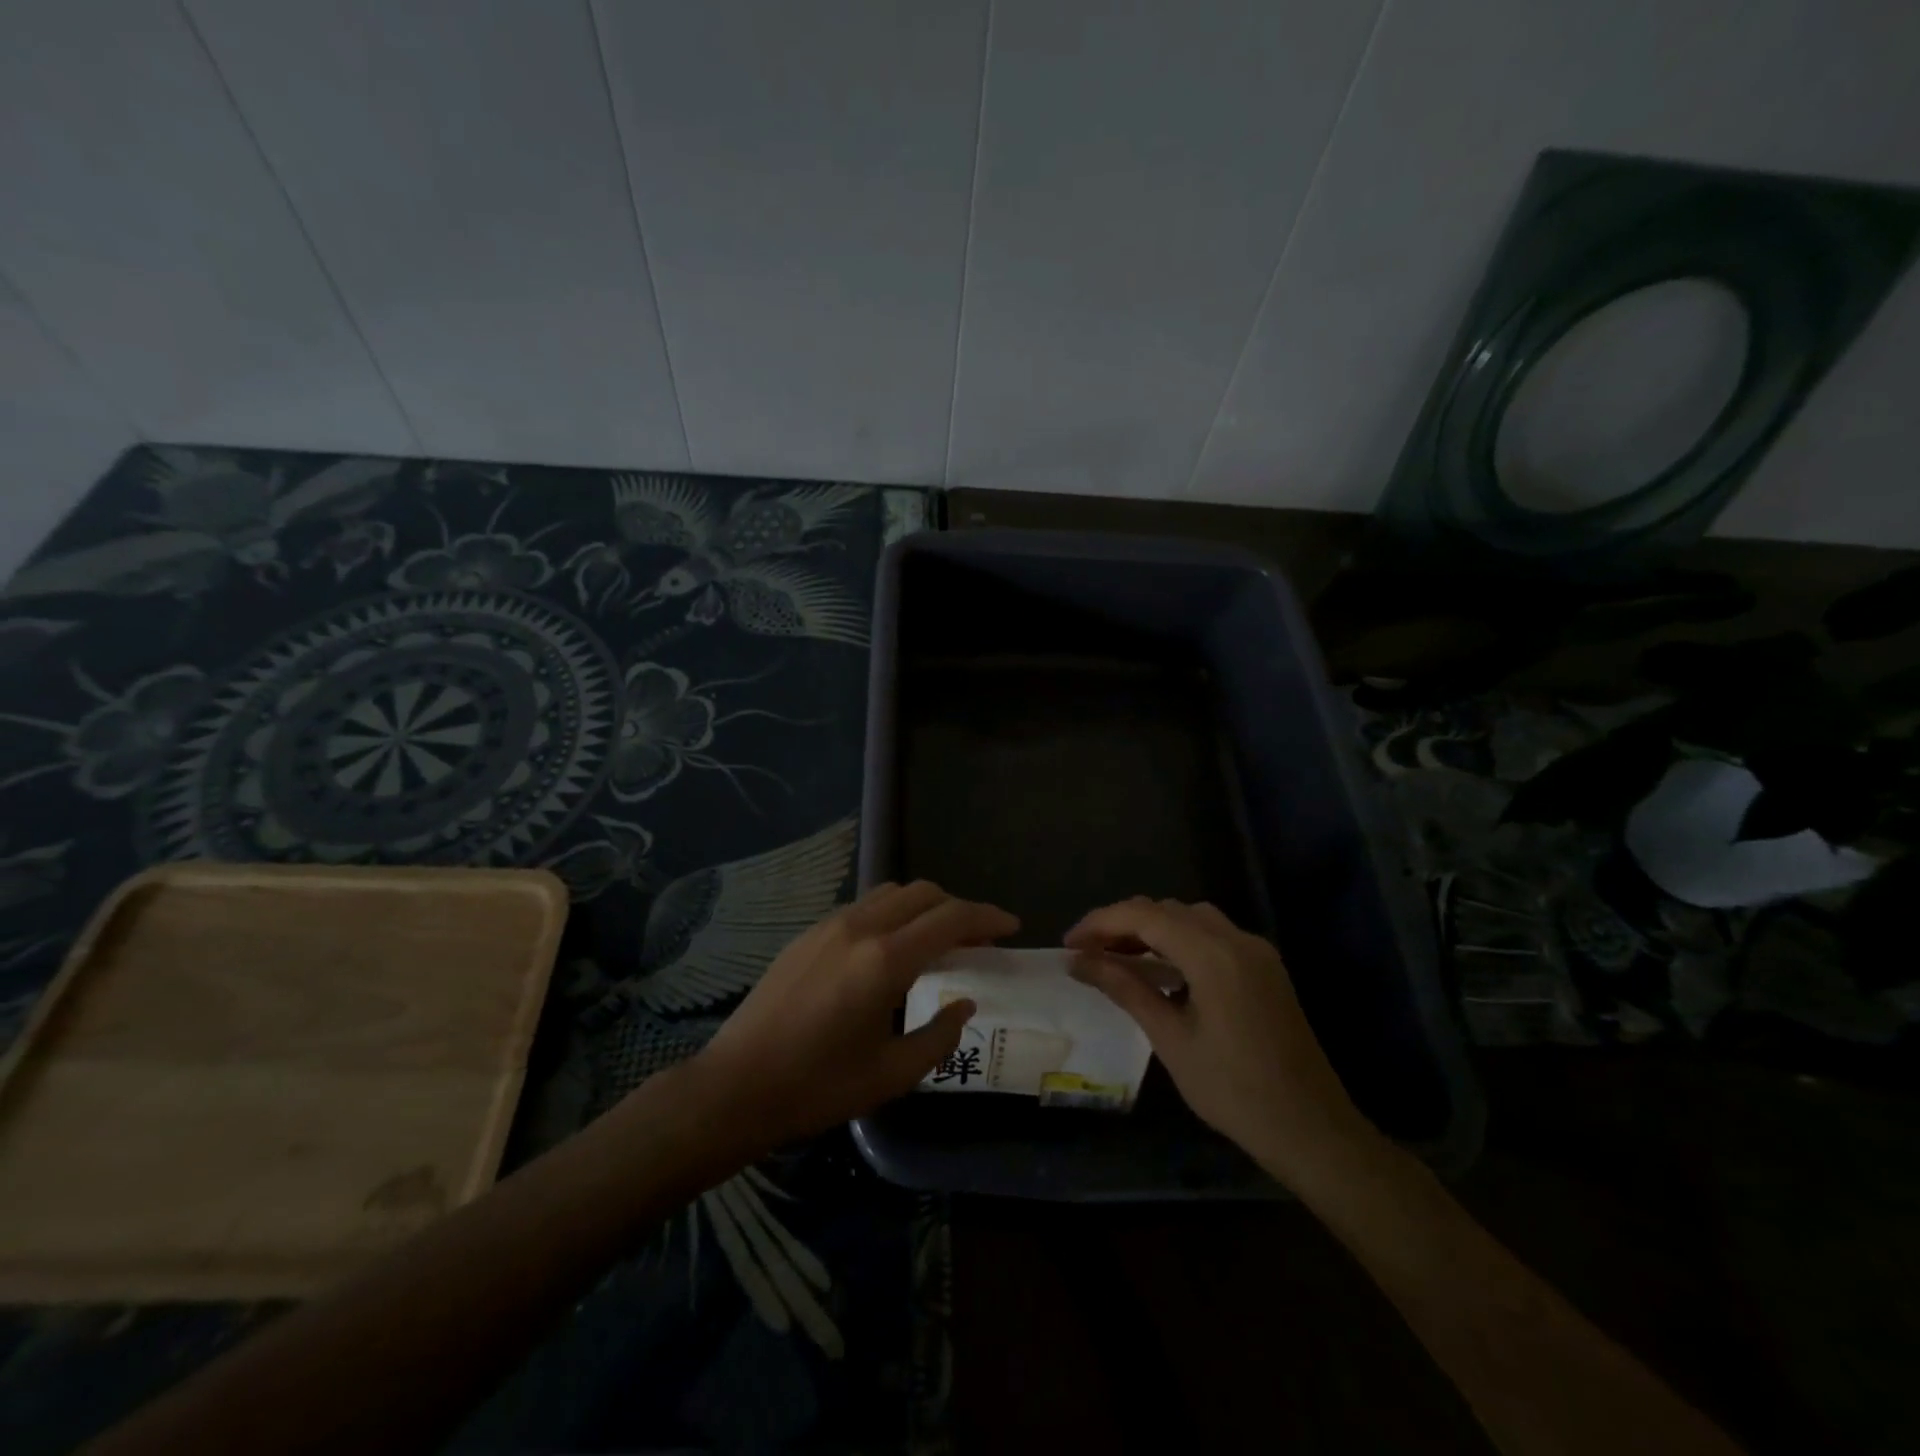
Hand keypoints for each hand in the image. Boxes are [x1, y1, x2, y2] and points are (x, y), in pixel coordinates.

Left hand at [686, 881, 1017, 1151]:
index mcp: (885, 960)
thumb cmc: (817, 1087)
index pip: (951, 918)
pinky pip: (865, 907)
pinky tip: (892, 950)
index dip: (988, 917)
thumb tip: (964, 1004)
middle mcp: (860, 927)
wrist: (735, 1085)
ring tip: (938, 942)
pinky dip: (893, 914)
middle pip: (925, 893)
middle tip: (978, 942)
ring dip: (925, 907)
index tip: (1011, 927)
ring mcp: (829, 925)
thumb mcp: (891, 1073)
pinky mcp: (808, 933)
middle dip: (959, 909)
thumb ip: (939, 1036)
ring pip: (892, 893)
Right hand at [1065, 897, 1369, 1182]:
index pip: (1144, 916)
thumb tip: (1079, 961)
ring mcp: (1256, 951)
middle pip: (1167, 910)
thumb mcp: (1171, 1039)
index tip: (1069, 944)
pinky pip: (1213, 936)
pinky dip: (1179, 941)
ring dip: (1151, 929)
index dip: (1100, 923)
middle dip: (1123, 923)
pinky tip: (1161, 969)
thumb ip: (1125, 989)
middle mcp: (1237, 939)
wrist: (1313, 1130)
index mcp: (1213, 954)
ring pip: (1191, 919)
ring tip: (1118, 958)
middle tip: (1088, 953)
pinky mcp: (1265, 968)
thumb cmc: (1234, 1091)